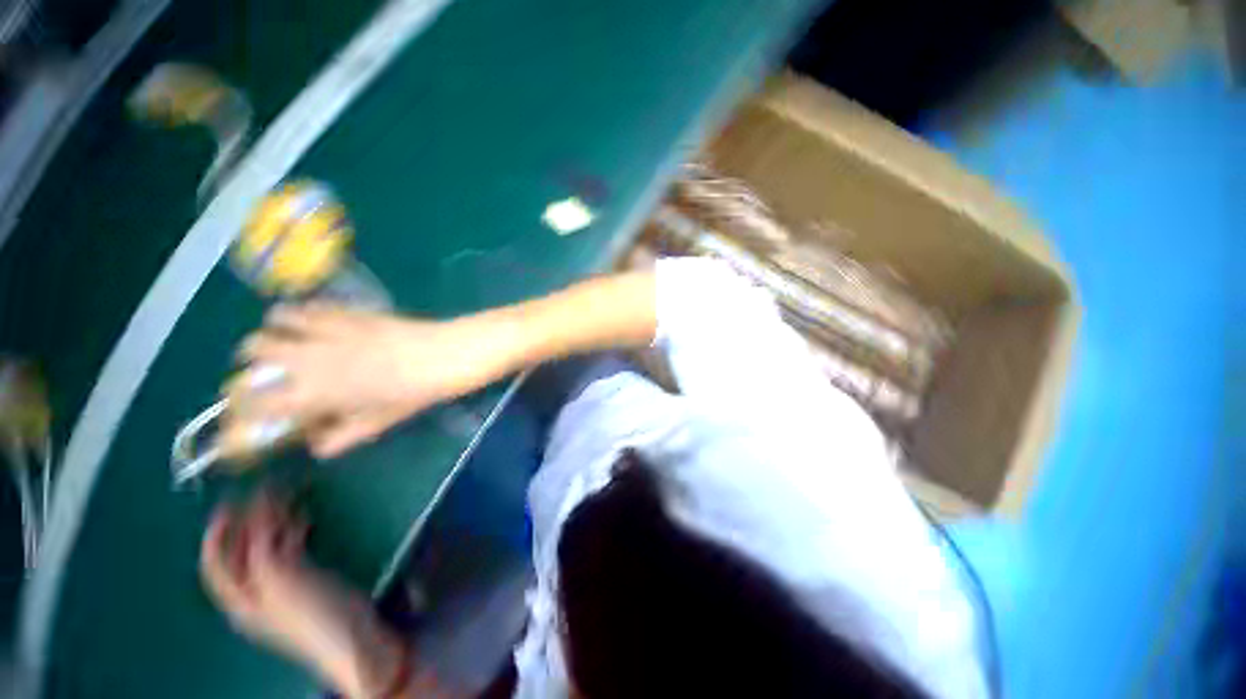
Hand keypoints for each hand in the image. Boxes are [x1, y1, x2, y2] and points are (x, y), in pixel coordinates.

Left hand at [199, 494, 403, 694]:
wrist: (354, 640)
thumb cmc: (315, 616)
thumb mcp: (283, 585)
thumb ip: (264, 553)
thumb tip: (259, 518)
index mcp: (240, 598)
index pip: (216, 561)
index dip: (218, 532)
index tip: (231, 501)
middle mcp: (253, 591)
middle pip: (240, 551)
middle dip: (249, 521)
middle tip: (268, 491)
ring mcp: (280, 586)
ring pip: (266, 548)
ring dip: (273, 522)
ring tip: (288, 498)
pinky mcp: (306, 580)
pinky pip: (289, 550)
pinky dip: (292, 531)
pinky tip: (304, 518)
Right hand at [237, 304, 501, 457]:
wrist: (447, 355)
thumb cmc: (416, 392)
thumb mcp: (380, 421)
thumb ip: (342, 435)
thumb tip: (317, 444)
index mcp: (317, 391)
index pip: (257, 400)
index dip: (242, 405)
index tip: (245, 408)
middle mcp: (312, 357)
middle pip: (254, 350)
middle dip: (250, 361)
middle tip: (267, 370)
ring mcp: (331, 329)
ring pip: (276, 320)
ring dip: (272, 331)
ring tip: (286, 340)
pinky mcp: (351, 311)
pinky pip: (312, 305)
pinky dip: (302, 312)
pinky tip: (313, 320)